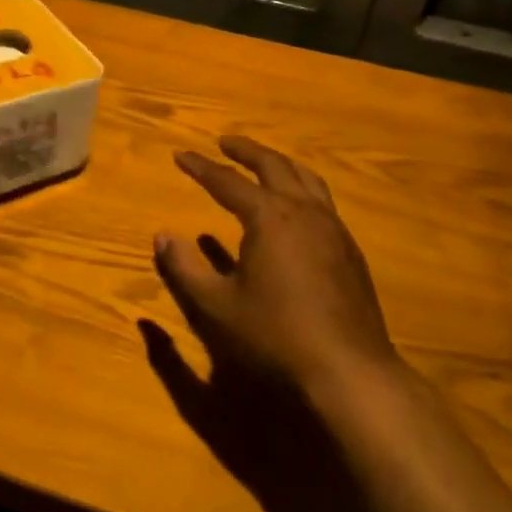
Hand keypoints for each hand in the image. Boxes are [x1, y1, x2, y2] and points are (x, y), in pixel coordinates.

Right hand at [155, 136, 398, 397]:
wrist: (349, 370)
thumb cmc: (276, 335)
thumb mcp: (217, 306)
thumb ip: (185, 268)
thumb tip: (161, 236)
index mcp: (269, 216)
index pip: (227, 181)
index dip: (201, 167)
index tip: (180, 154)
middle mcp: (303, 211)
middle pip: (273, 165)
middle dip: (246, 151)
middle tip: (225, 142)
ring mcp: (333, 228)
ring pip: (306, 178)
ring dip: (280, 164)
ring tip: (265, 162)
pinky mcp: (350, 250)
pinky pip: (323, 201)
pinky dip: (303, 188)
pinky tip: (298, 208)